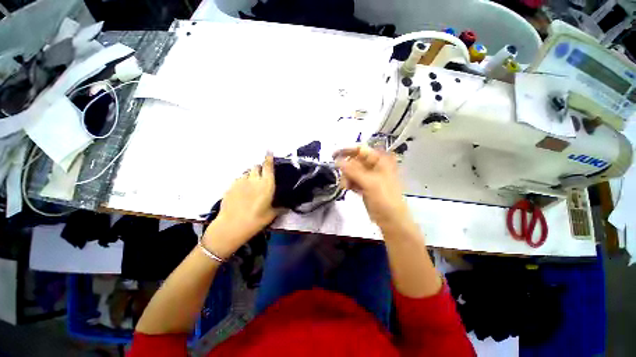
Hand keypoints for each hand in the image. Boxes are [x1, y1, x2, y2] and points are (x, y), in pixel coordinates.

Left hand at [203, 154, 278, 257]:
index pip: (268, 166)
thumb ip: (279, 207)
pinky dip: (242, 182)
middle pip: (256, 166)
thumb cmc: (255, 221)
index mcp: (266, 184)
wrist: (230, 226)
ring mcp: (240, 181)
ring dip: (251, 175)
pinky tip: (242, 192)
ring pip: (247, 172)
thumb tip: (286, 206)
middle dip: (260, 168)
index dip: (269, 157)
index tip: (269, 151)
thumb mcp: (271, 215)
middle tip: (261, 177)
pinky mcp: (230, 186)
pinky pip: (238, 179)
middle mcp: (254, 179)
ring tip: (251, 186)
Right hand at [334, 145, 411, 231]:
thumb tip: (337, 161)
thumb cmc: (384, 198)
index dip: (347, 151)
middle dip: (346, 169)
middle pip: (354, 161)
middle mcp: (374, 166)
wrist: (391, 219)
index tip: (334, 155)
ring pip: (352, 171)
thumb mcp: (369, 182)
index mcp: (380, 160)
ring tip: (346, 187)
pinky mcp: (365, 186)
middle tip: (343, 179)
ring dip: (347, 177)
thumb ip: (352, 171)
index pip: (361, 150)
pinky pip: (353, 180)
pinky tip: (348, 189)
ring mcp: (369, 176)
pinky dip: (349, 183)